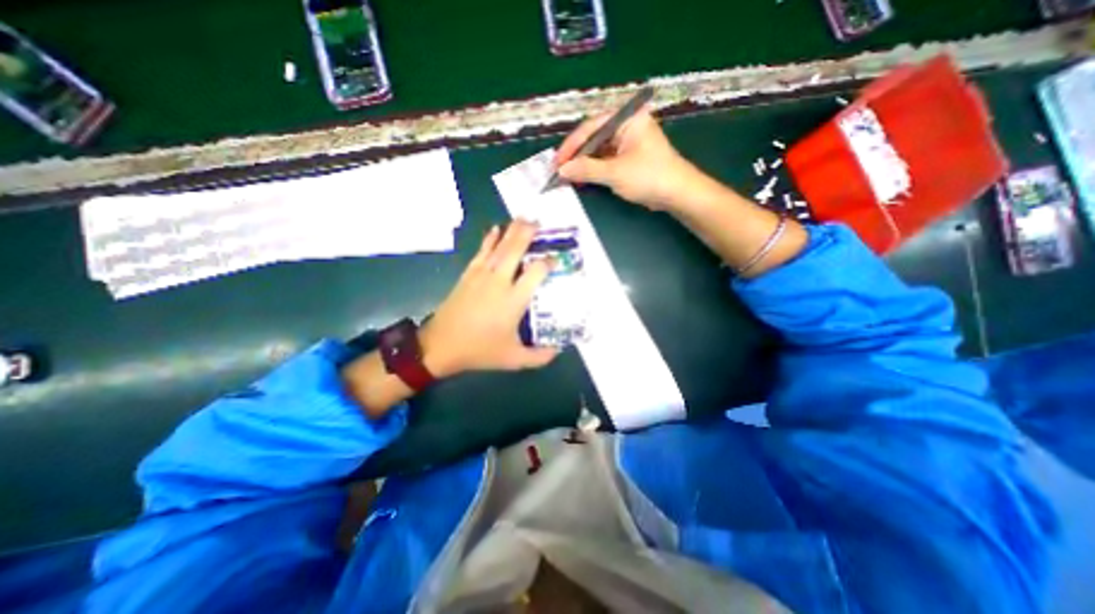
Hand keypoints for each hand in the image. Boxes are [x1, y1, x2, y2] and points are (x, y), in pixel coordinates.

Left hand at [419, 217, 556, 375]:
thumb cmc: (480, 351)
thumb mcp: (514, 359)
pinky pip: (482, 252)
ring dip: (512, 231)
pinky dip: (489, 239)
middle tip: (538, 221)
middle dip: (527, 233)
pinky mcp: (468, 275)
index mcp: (514, 299)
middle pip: (515, 250)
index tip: (556, 259)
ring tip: (523, 218)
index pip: (536, 272)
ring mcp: (482, 276)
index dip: (548, 262)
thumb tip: (558, 351)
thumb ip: (539, 357)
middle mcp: (500, 282)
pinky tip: (495, 229)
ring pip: (499, 247)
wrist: (441, 345)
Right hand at [556, 107, 699, 210]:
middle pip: (594, 137)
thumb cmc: (649, 177)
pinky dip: (594, 169)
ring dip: (583, 164)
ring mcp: (628, 142)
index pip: (591, 127)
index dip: (571, 146)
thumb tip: (562, 170)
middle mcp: (626, 125)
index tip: (556, 162)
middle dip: (576, 155)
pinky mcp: (629, 157)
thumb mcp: (614, 173)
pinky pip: (606, 160)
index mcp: (626, 118)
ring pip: (599, 150)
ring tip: (567, 176)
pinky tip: (582, 178)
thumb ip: (586, 169)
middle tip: (559, 170)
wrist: (677, 194)